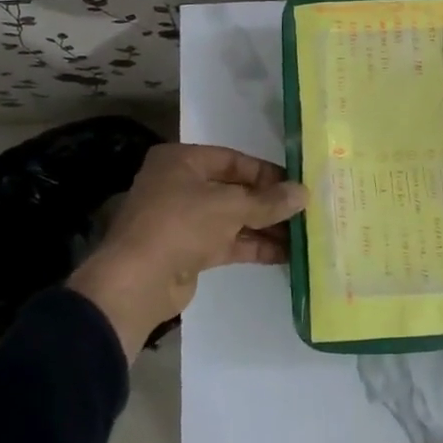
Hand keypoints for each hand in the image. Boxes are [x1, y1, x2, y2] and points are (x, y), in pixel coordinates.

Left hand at [71, 143, 305, 360]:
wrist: (137, 282)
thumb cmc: (181, 224)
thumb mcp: (230, 206)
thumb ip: (268, 201)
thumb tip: (304, 193)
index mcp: (182, 161)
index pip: (232, 160)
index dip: (266, 173)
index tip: (296, 185)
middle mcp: (180, 185)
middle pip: (234, 190)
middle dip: (268, 203)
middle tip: (305, 212)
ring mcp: (184, 220)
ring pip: (233, 218)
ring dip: (265, 227)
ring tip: (303, 235)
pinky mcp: (190, 251)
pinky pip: (228, 242)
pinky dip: (253, 246)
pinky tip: (285, 254)